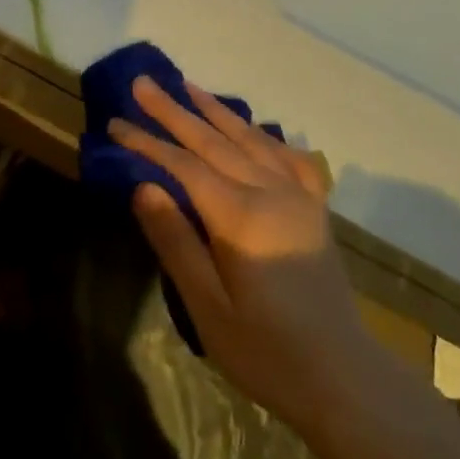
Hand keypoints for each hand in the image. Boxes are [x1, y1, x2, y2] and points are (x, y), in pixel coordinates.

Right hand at [112, 78, 380, 435]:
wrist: (342, 375)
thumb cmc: (266, 352)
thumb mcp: (209, 309)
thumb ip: (176, 243)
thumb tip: (144, 186)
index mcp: (240, 217)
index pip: (184, 166)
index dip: (148, 142)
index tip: (116, 122)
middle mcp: (270, 191)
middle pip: (213, 141)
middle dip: (174, 111)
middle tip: (144, 83)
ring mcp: (297, 194)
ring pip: (249, 138)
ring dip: (215, 111)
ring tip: (188, 87)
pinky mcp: (315, 205)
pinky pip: (287, 155)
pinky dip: (264, 134)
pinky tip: (252, 127)